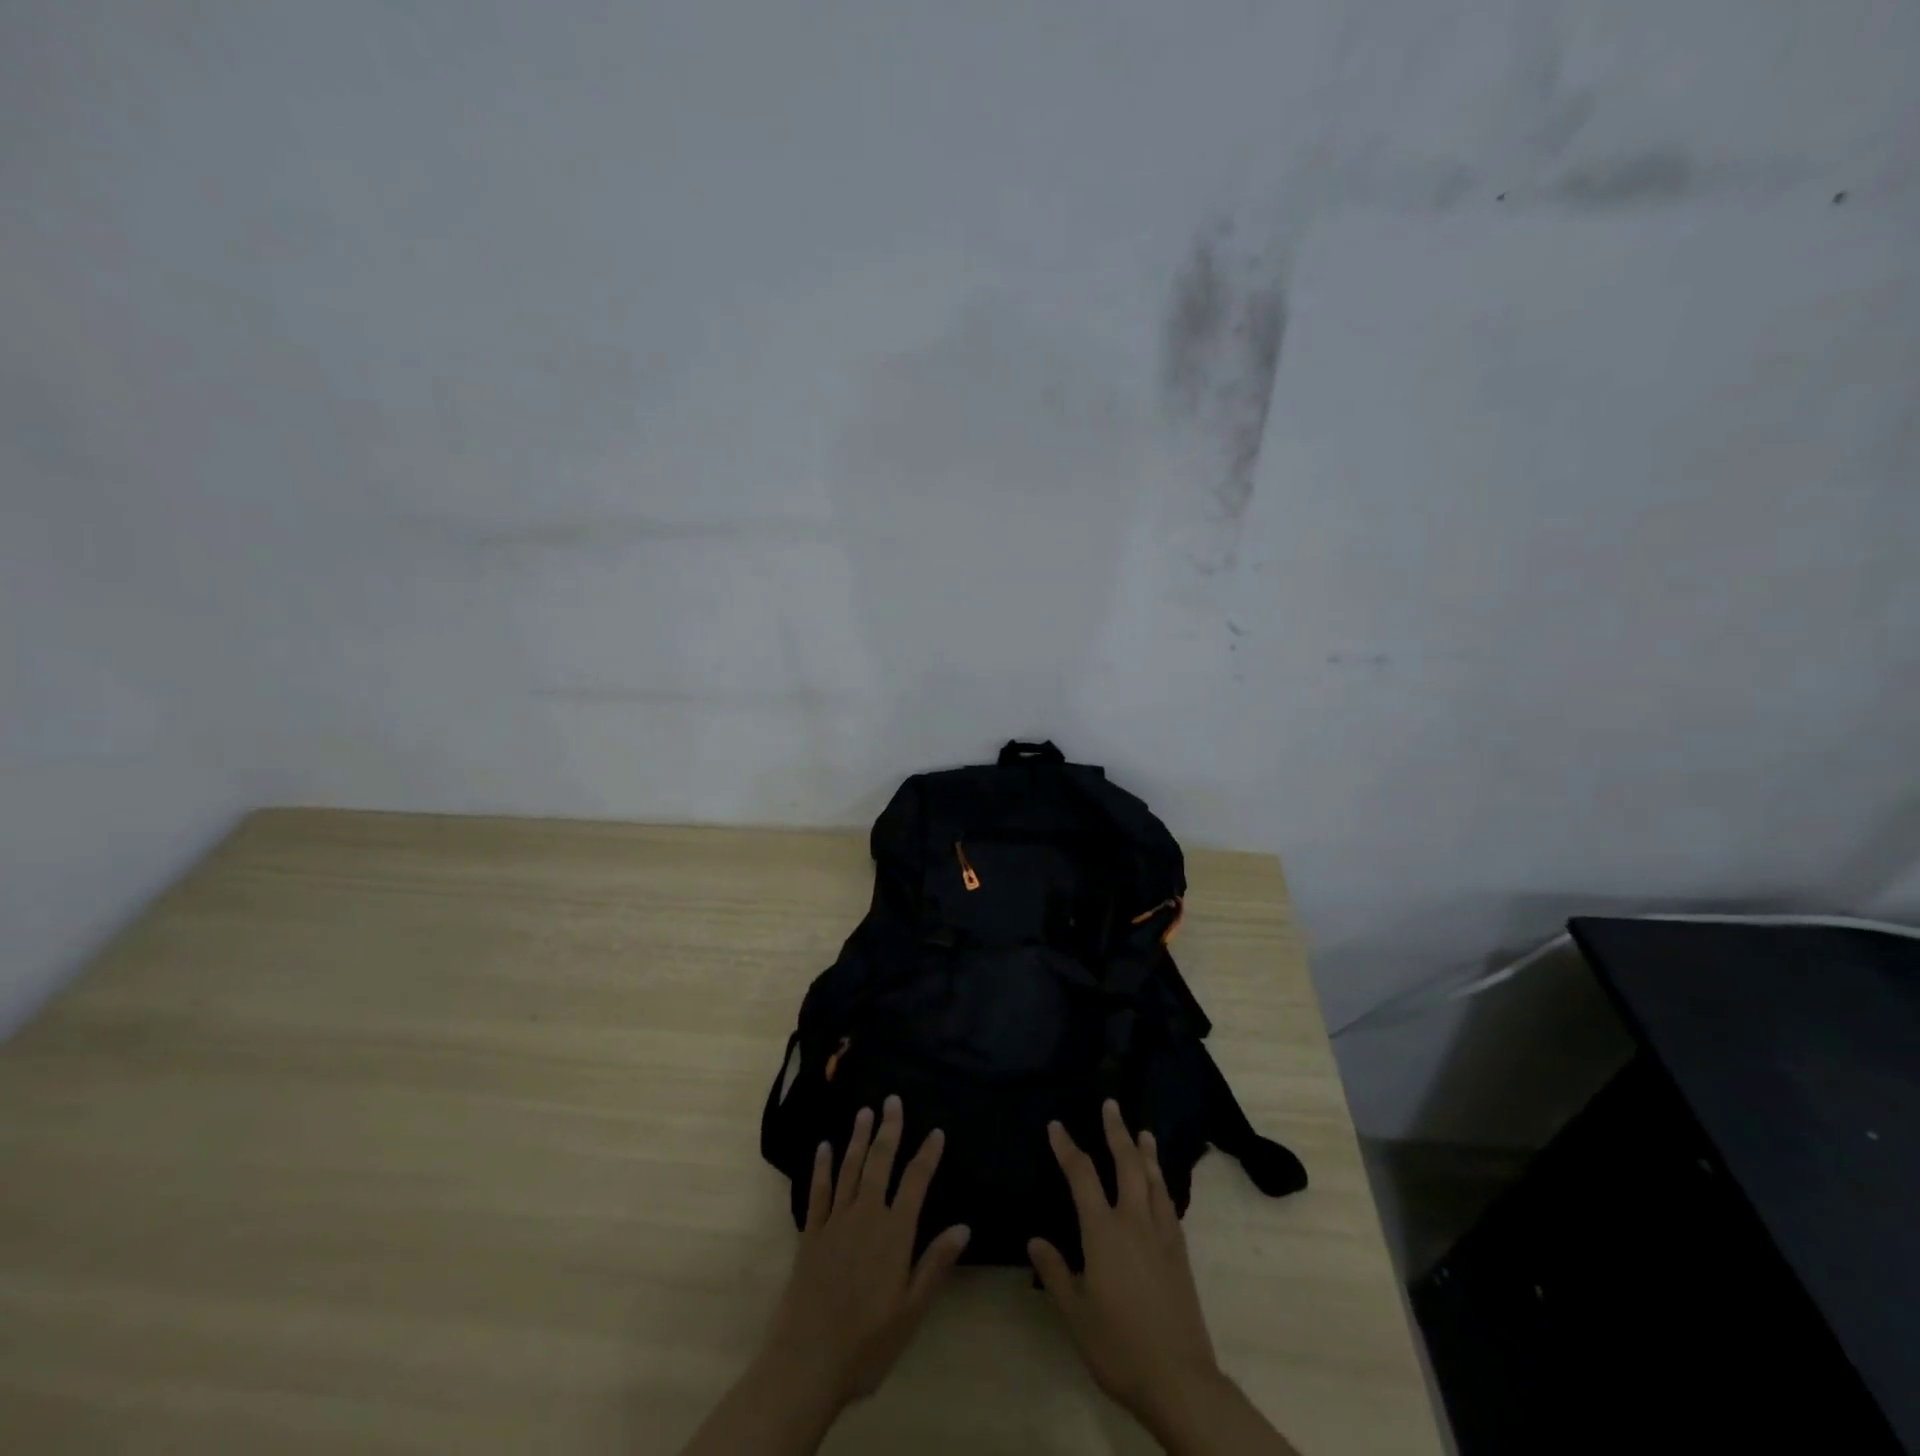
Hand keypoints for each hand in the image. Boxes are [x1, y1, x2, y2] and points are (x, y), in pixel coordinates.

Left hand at [680, 1097, 969, 1455]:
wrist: (806, 1362)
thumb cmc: (867, 1344)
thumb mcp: (911, 1311)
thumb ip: (934, 1264)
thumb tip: (964, 1227)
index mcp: (894, 1233)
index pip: (915, 1182)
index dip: (927, 1155)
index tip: (936, 1131)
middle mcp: (866, 1216)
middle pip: (880, 1163)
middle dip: (888, 1129)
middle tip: (892, 1100)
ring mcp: (835, 1222)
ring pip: (850, 1169)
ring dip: (858, 1138)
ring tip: (865, 1112)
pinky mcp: (810, 1234)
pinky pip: (818, 1191)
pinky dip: (822, 1167)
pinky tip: (824, 1147)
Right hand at [1030, 1102, 1299, 1454]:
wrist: (1179, 1379)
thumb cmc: (1119, 1346)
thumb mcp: (1076, 1314)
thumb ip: (1055, 1272)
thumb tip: (1035, 1239)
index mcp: (1103, 1232)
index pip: (1081, 1176)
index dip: (1067, 1148)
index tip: (1056, 1126)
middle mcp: (1134, 1221)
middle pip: (1125, 1164)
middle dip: (1116, 1131)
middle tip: (1111, 1104)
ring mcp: (1161, 1234)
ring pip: (1153, 1179)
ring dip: (1145, 1151)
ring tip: (1142, 1131)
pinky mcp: (1180, 1252)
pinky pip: (1169, 1203)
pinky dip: (1162, 1182)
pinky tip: (1160, 1183)